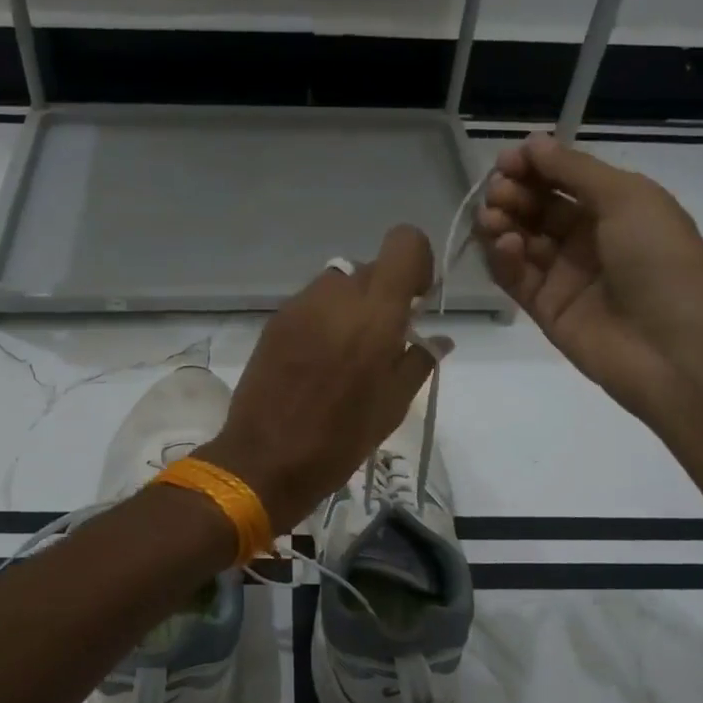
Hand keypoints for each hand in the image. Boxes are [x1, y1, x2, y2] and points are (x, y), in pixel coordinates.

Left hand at [199, 226, 443, 532]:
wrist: (265, 460)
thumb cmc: (340, 438)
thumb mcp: (393, 405)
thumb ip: (418, 359)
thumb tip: (437, 337)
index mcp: (375, 313)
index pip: (403, 243)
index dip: (416, 262)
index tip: (415, 300)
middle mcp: (336, 296)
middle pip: (370, 267)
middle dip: (383, 293)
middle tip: (382, 338)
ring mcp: (299, 306)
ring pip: (337, 284)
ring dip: (350, 305)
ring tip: (346, 352)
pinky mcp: (274, 321)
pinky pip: (310, 304)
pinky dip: (322, 319)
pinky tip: (316, 360)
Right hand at [476, 133, 702, 414]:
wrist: (676, 348)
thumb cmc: (661, 261)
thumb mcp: (628, 198)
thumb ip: (575, 170)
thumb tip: (533, 142)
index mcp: (617, 209)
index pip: (564, 180)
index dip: (534, 167)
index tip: (507, 160)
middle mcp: (588, 240)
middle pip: (538, 209)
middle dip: (514, 193)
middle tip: (497, 191)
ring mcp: (565, 277)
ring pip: (521, 242)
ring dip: (503, 223)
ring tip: (493, 217)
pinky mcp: (545, 310)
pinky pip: (516, 278)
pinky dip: (505, 258)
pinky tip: (506, 245)